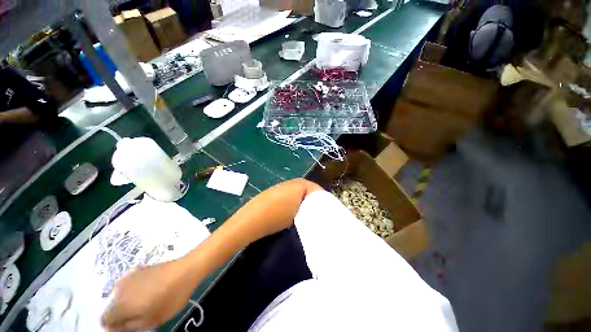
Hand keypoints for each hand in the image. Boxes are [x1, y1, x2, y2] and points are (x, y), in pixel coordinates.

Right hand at [101, 260, 194, 331]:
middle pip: (113, 307)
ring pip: (121, 296)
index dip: (115, 326)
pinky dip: (135, 290)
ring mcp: (128, 277)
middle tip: (142, 314)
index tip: (129, 327)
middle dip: (123, 314)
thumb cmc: (170, 298)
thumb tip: (116, 328)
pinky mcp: (138, 269)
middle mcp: (118, 289)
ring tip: (148, 301)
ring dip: (129, 301)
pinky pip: (130, 285)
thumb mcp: (151, 321)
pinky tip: (151, 289)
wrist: (185, 270)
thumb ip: (128, 327)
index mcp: (119, 305)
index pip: (105, 320)